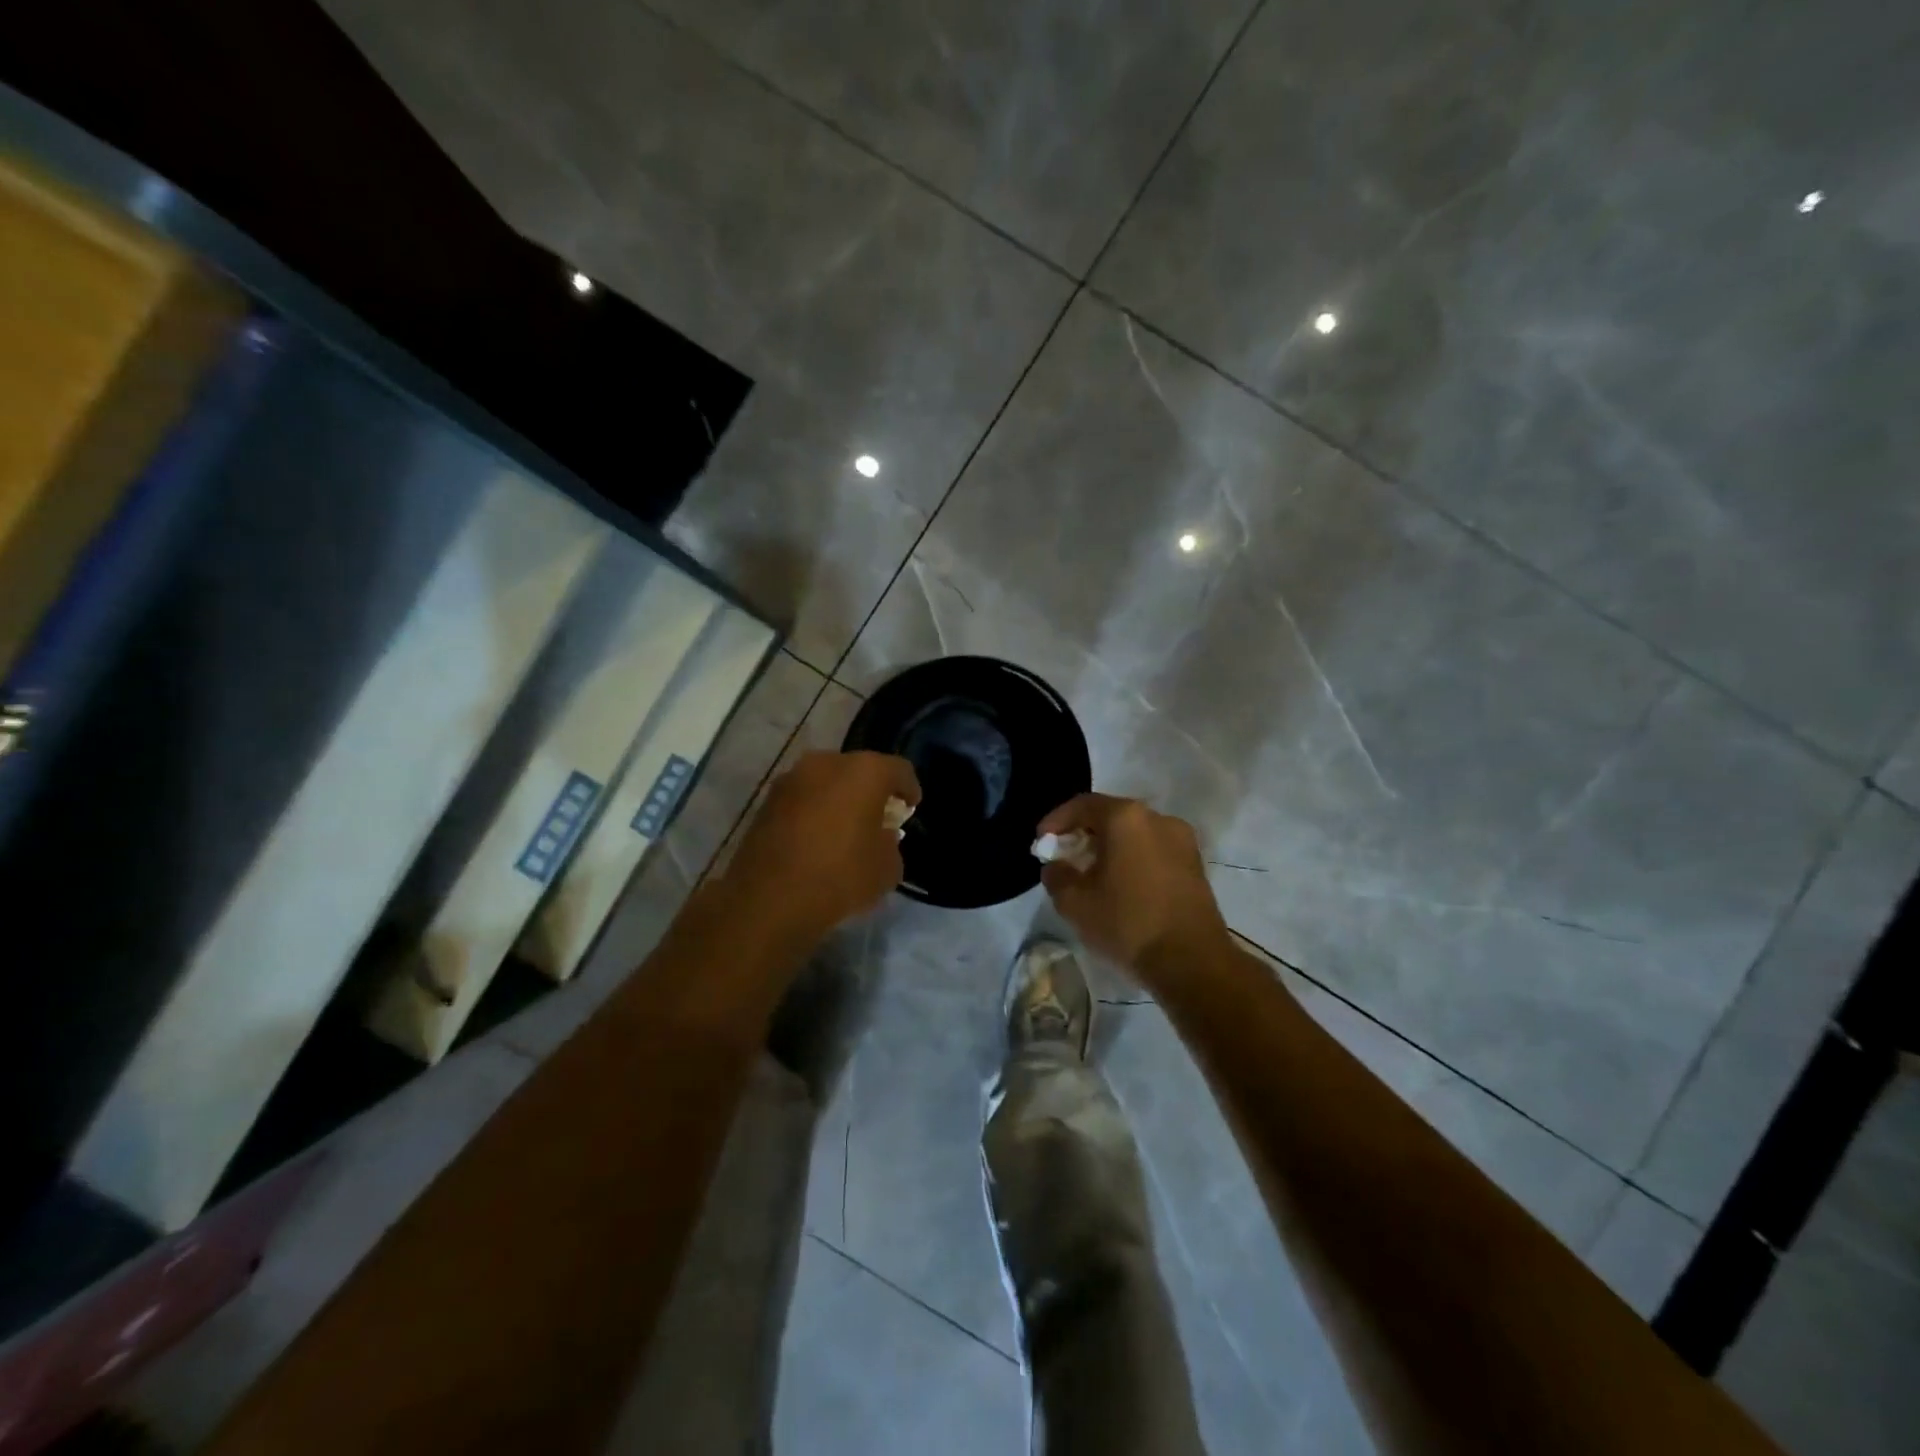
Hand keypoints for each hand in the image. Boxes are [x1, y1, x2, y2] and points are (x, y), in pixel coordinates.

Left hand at [725, 750, 920, 940]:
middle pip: (859, 770)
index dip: (909, 789)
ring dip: (838, 799)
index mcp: (864, 771)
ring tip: (844, 829)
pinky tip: (816, 839)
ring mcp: (792, 779)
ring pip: (826, 782)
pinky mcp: (767, 801)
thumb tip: (880, 837)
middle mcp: (827, 763)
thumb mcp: (887, 868)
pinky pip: (803, 799)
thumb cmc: (841, 876)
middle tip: (877, 818)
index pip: (899, 770)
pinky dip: (814, 812)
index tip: (910, 808)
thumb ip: (890, 843)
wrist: (770, 899)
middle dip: (871, 791)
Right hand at [1037, 794, 1230, 981]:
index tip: (1041, 841)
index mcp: (1126, 818)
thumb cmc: (1128, 924)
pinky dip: (1133, 858)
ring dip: (1110, 847)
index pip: (1082, 805)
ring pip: (1134, 833)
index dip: (1056, 820)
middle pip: (1111, 815)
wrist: (1192, 961)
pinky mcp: (1195, 863)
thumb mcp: (1075, 903)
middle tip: (1064, 857)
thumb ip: (1056, 876)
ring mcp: (1182, 840)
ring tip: (1092, 874)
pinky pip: (1153, 849)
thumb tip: (1056, 866)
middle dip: (1083, 833)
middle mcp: (1157, 818)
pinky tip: (1122, 885)